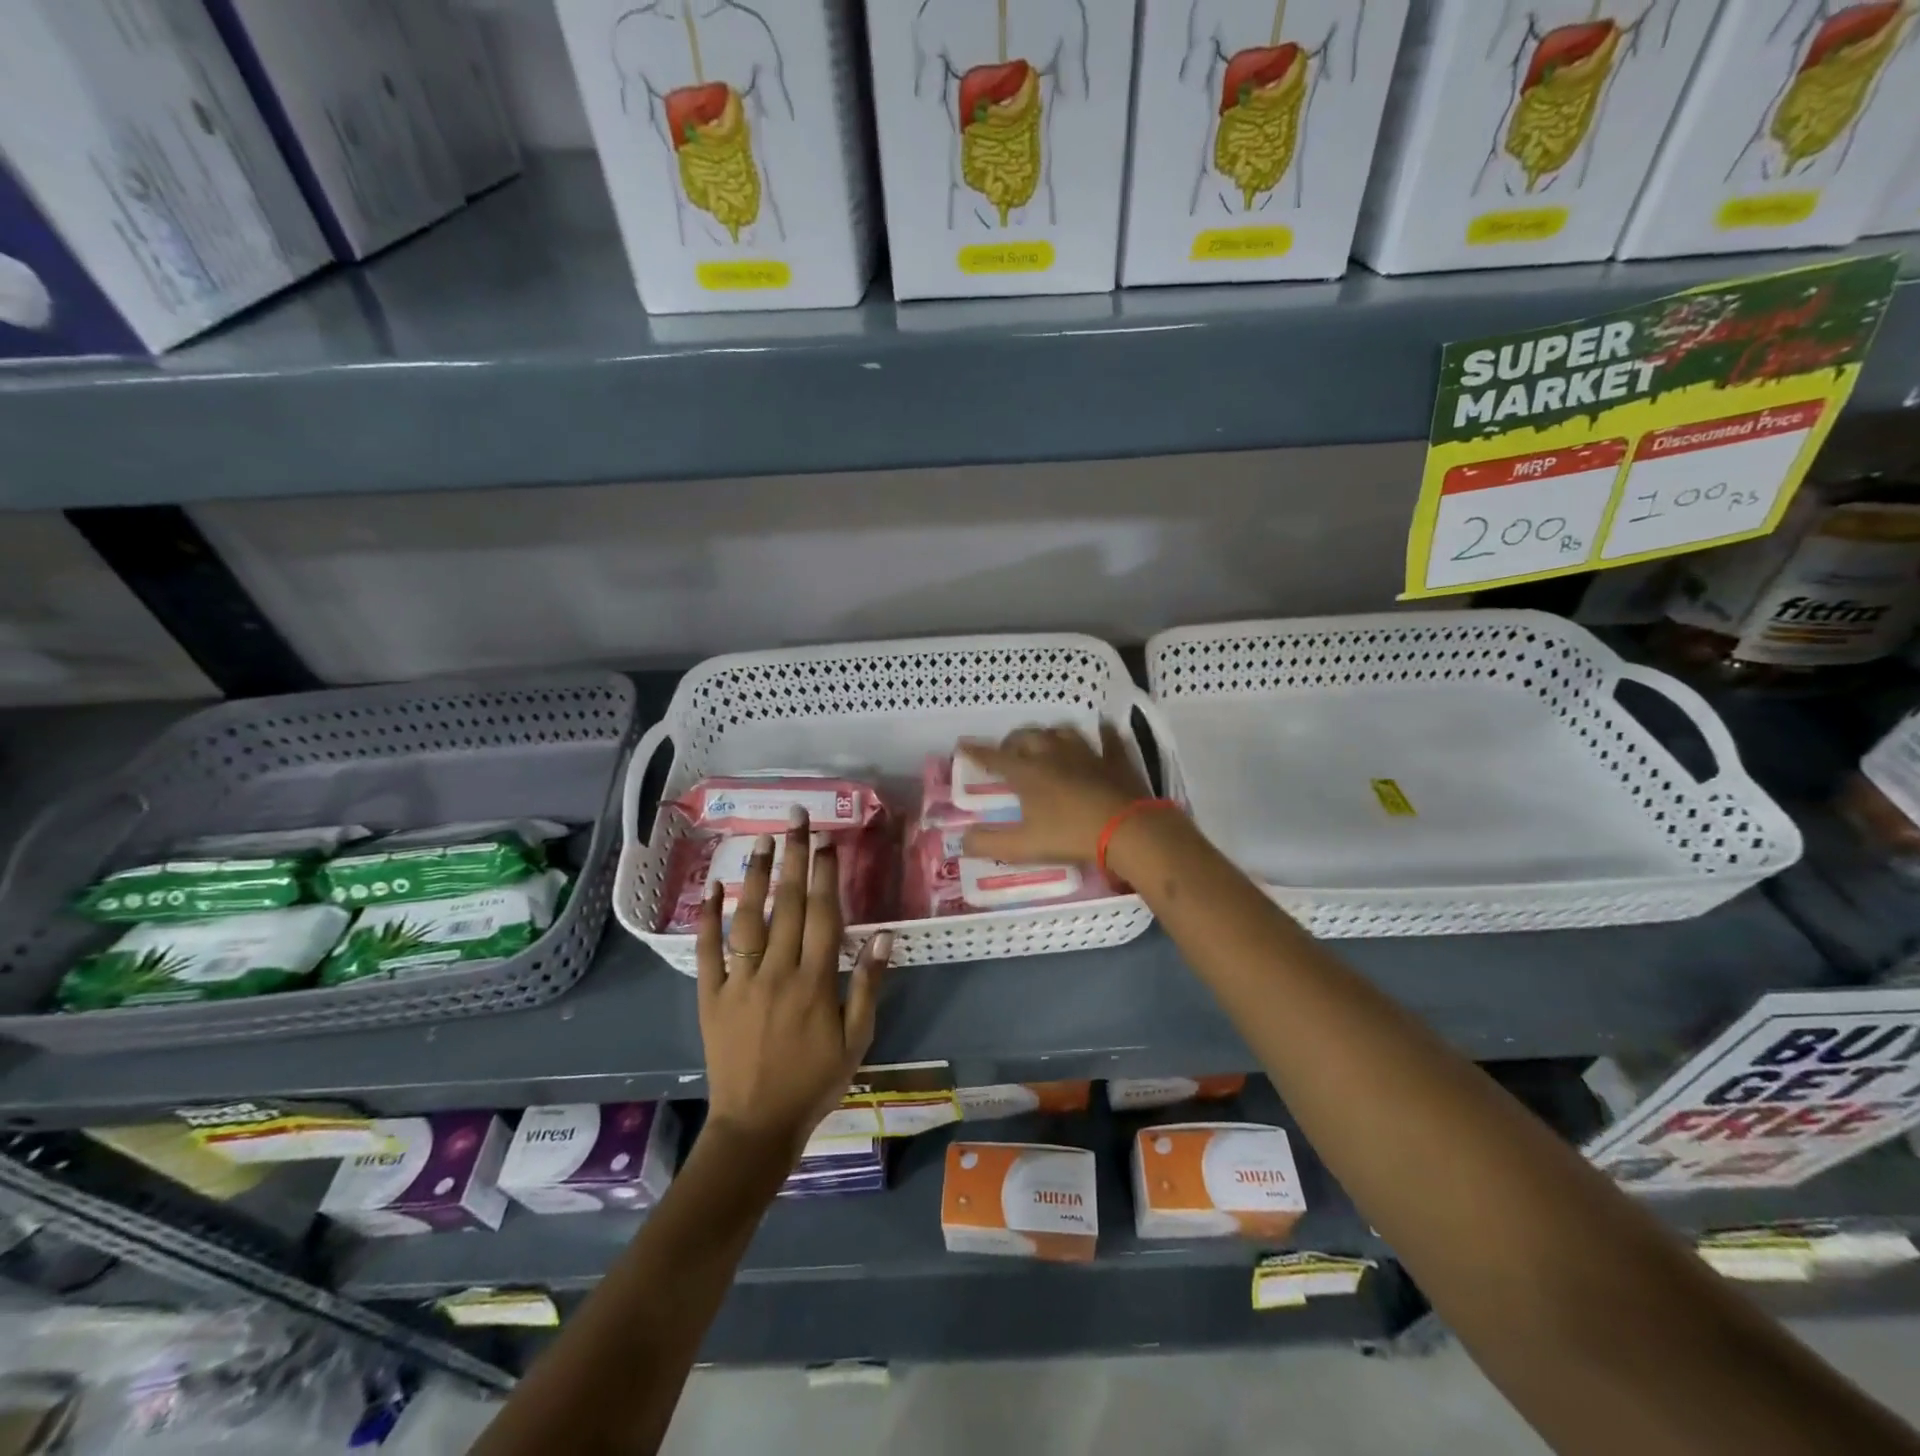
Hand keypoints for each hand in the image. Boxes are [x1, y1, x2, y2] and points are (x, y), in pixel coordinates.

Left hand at [697, 809, 890, 1161]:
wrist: (757, 1125)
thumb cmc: (815, 1081)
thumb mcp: (856, 1039)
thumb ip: (868, 984)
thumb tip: (884, 935)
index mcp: (815, 981)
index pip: (821, 914)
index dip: (825, 873)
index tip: (827, 840)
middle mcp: (777, 971)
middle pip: (786, 904)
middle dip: (793, 857)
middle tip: (796, 819)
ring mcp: (740, 981)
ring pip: (748, 918)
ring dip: (755, 876)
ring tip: (761, 839)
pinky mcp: (711, 995)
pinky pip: (707, 950)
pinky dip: (708, 918)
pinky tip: (714, 887)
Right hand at [958, 723, 1151, 865]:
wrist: (1127, 830)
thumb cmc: (1071, 836)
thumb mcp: (1024, 846)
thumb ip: (990, 843)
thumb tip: (964, 840)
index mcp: (1028, 773)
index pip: (995, 758)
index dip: (977, 752)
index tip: (962, 746)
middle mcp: (1053, 755)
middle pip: (1027, 736)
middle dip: (1013, 741)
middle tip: (1008, 752)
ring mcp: (1087, 754)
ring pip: (1062, 732)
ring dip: (1049, 734)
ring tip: (1045, 743)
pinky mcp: (1115, 760)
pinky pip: (1107, 738)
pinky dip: (1101, 733)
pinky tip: (1101, 732)